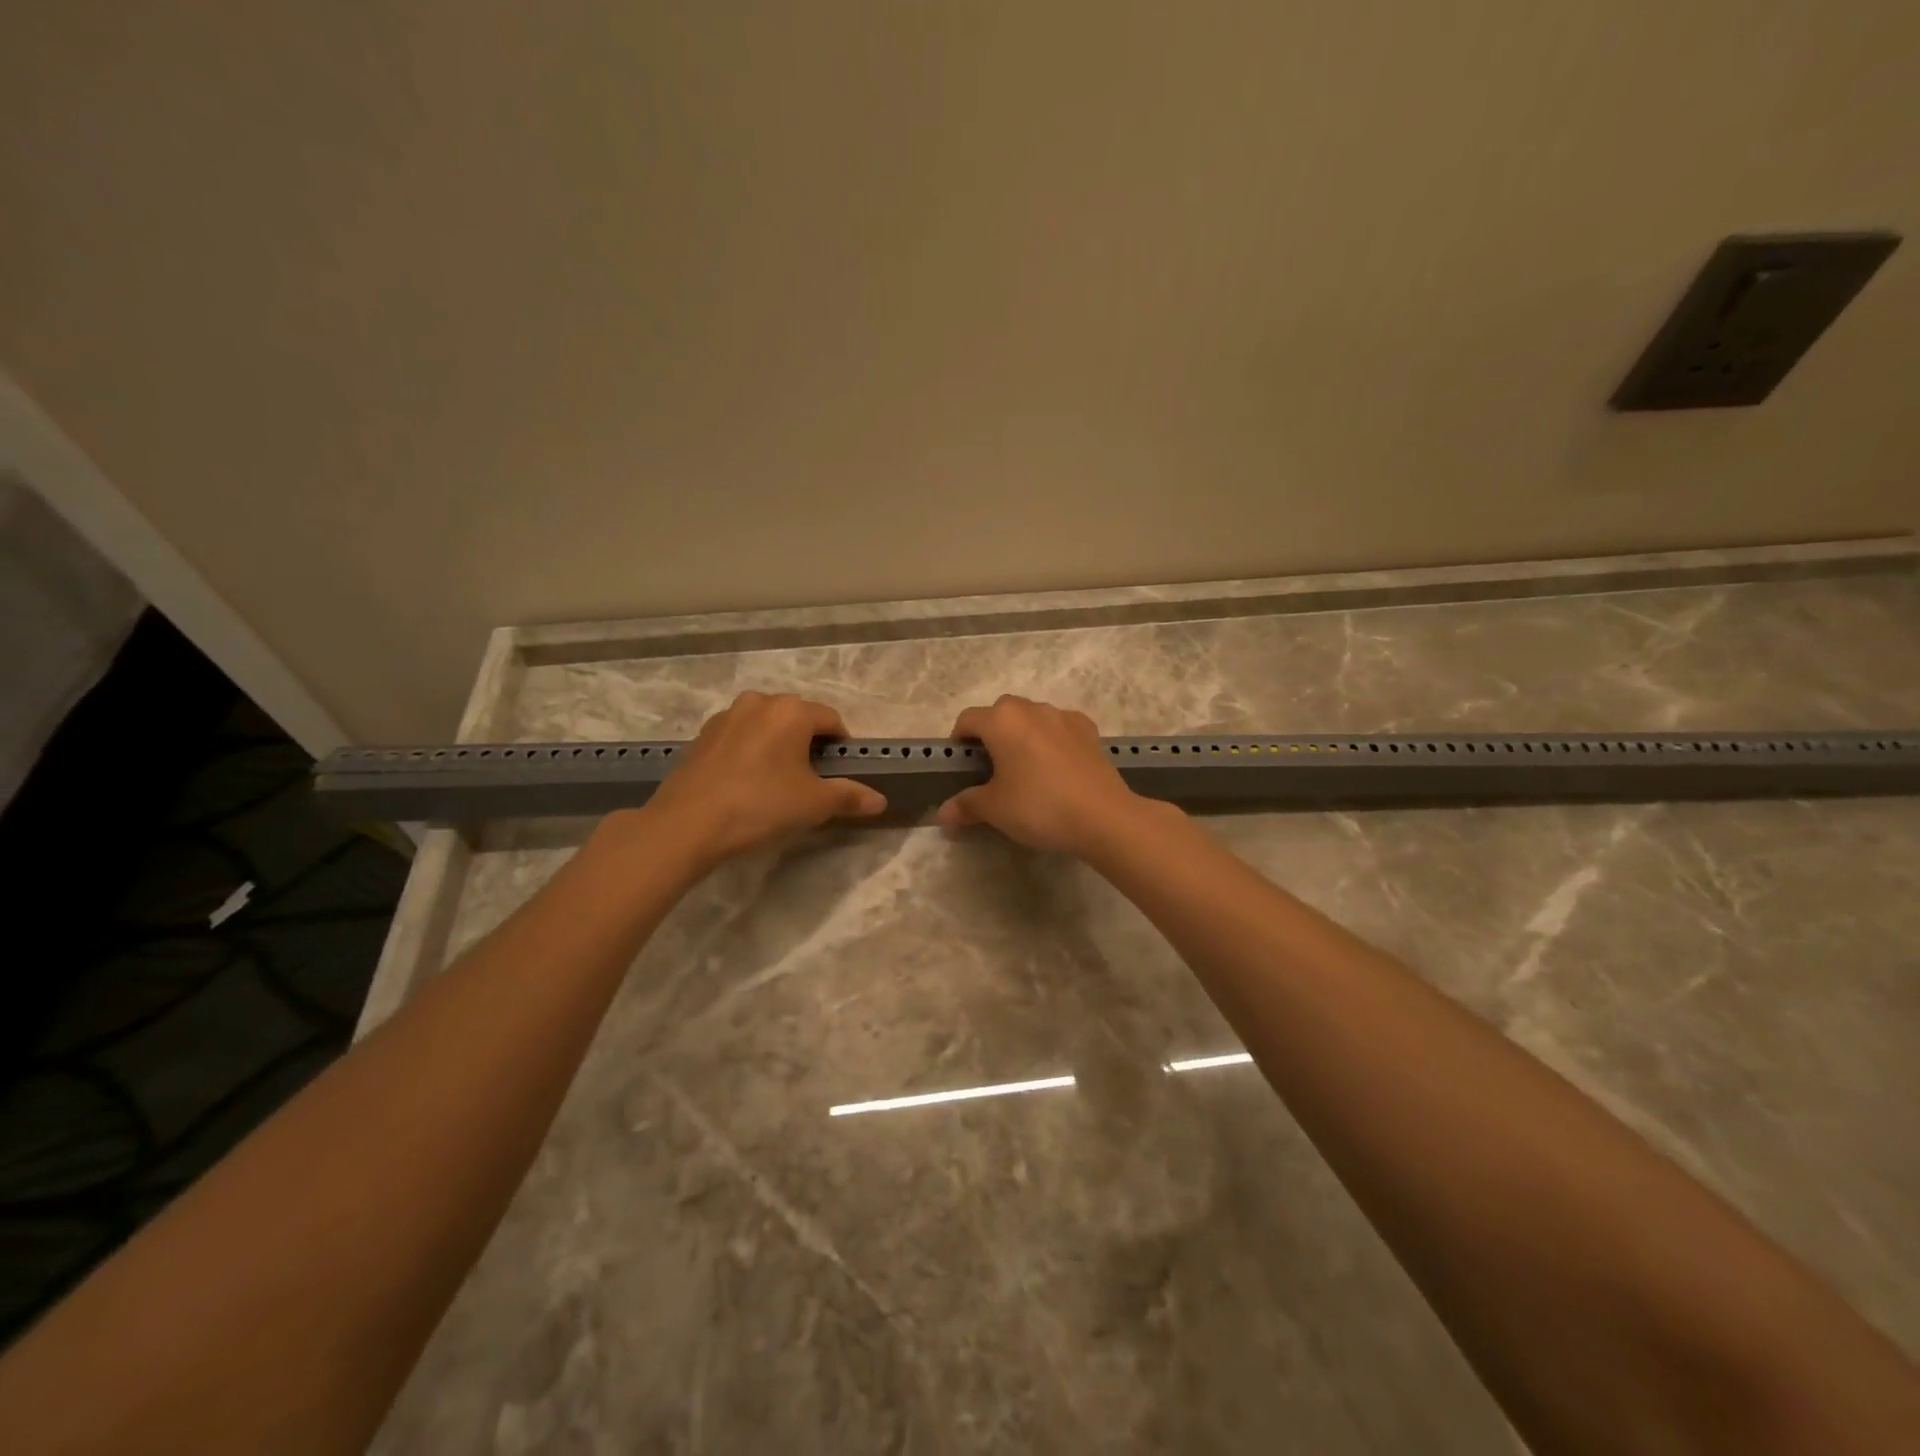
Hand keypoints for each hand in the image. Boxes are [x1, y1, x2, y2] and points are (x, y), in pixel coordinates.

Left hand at [622, 692, 885, 872]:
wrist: (687, 824)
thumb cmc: (760, 806)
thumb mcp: (813, 804)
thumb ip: (849, 796)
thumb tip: (880, 800)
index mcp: (791, 711)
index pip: (831, 720)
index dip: (841, 746)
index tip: (839, 773)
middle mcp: (759, 702)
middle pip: (797, 718)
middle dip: (808, 744)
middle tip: (810, 781)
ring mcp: (726, 716)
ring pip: (766, 726)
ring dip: (777, 746)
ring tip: (776, 782)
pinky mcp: (702, 736)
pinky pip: (739, 737)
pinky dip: (750, 752)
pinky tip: (745, 784)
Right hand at [936, 695, 1150, 857]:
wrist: (1103, 816)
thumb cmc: (1039, 806)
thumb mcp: (995, 809)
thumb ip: (966, 805)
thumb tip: (943, 814)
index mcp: (1001, 720)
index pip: (968, 719)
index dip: (959, 740)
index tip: (961, 765)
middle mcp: (1031, 708)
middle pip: (1001, 712)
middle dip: (992, 733)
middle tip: (991, 768)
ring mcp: (1064, 716)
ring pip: (1032, 717)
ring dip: (1023, 734)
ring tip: (1025, 769)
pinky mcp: (1089, 730)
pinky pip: (1059, 728)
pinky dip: (1051, 740)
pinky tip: (1056, 768)